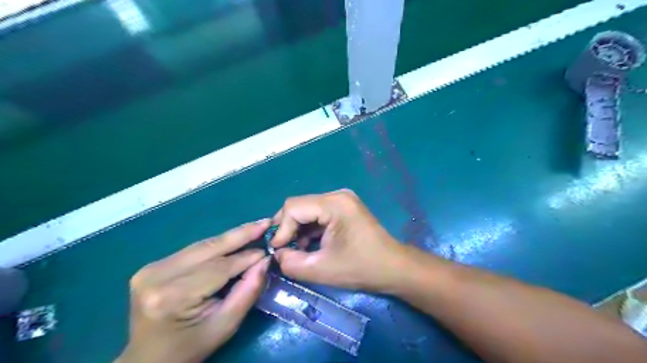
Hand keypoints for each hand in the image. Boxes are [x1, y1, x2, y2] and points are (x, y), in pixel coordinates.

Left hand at [117, 218, 270, 361]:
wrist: (149, 360)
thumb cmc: (190, 347)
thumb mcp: (226, 326)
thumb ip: (247, 292)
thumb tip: (265, 261)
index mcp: (172, 296)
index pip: (219, 267)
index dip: (247, 256)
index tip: (270, 248)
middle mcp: (158, 276)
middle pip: (209, 249)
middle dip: (241, 234)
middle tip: (265, 222)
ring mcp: (151, 268)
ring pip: (202, 245)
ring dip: (230, 237)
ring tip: (254, 228)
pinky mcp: (152, 265)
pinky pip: (194, 250)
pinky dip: (216, 245)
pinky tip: (233, 240)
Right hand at [271, 190, 411, 291]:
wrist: (394, 267)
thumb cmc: (361, 268)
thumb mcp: (321, 269)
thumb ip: (291, 263)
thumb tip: (277, 254)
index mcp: (334, 204)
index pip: (293, 207)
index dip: (281, 229)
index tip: (278, 251)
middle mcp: (337, 195)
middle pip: (299, 205)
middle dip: (288, 228)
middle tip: (283, 250)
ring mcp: (342, 200)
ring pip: (307, 210)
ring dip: (298, 229)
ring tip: (297, 250)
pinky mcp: (344, 208)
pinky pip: (318, 214)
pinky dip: (309, 229)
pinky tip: (309, 245)